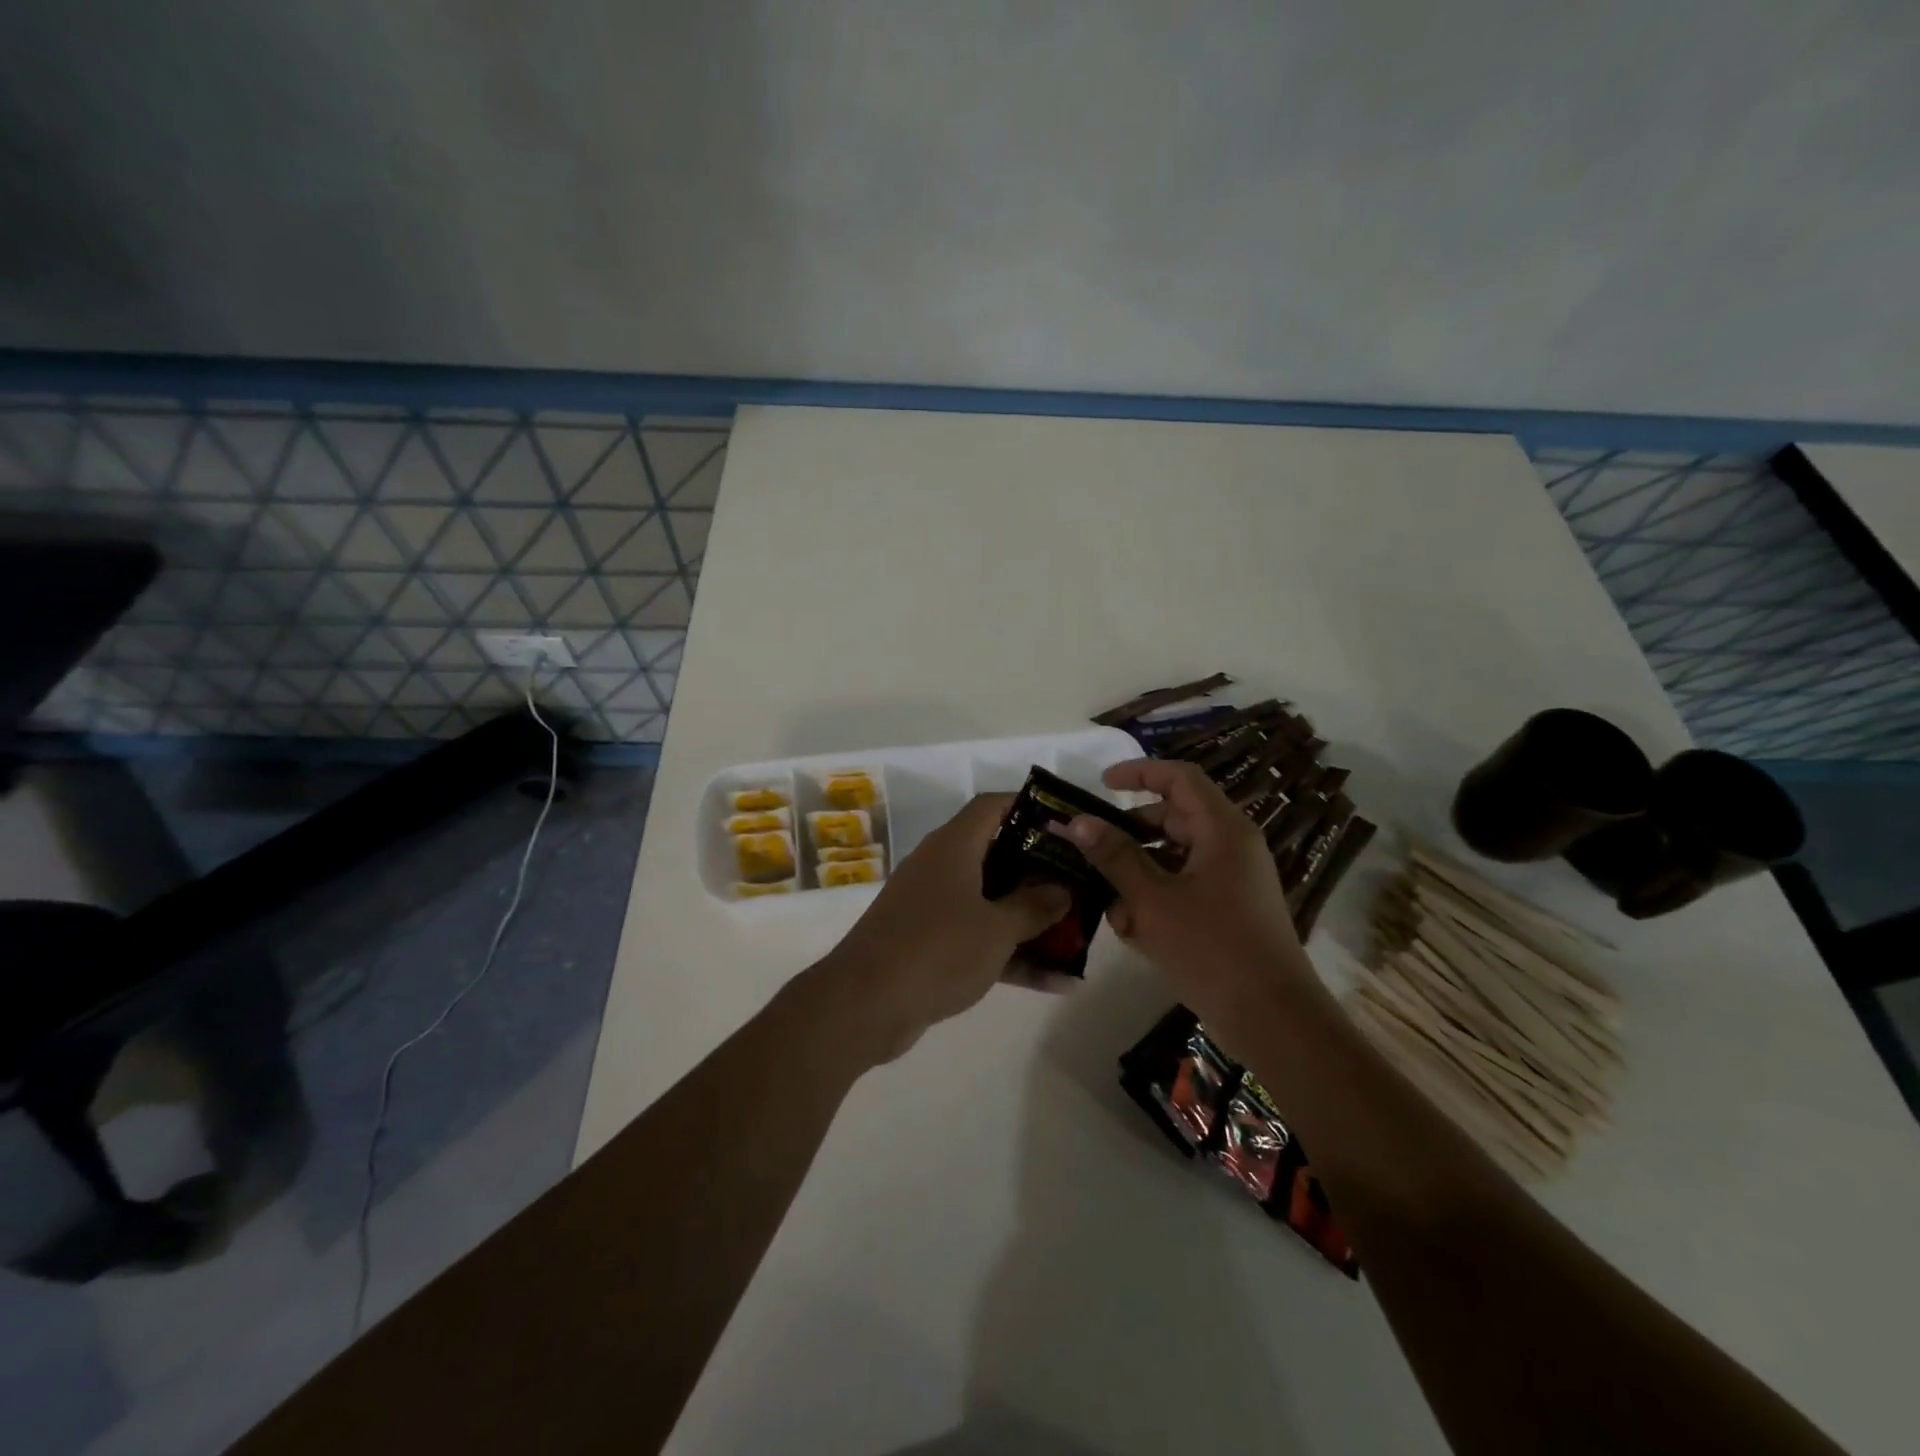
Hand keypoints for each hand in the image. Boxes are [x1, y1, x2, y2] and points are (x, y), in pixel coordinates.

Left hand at [818, 794, 1070, 1064]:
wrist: (864, 1005)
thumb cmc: (936, 950)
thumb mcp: (996, 929)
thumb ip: (1034, 907)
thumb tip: (1061, 889)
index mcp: (953, 847)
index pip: (992, 807)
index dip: (1029, 806)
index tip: (1066, 822)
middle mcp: (940, 868)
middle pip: (997, 856)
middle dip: (1040, 870)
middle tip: (1081, 881)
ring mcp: (933, 907)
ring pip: (991, 902)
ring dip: (1031, 919)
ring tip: (1080, 934)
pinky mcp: (929, 944)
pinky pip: (979, 939)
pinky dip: (1011, 954)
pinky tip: (1057, 982)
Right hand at [1061, 759, 1322, 1023]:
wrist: (1274, 1021)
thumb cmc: (1212, 948)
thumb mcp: (1152, 900)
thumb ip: (1114, 856)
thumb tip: (1077, 821)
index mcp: (1223, 830)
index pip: (1179, 778)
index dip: (1139, 773)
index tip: (1101, 784)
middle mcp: (1232, 847)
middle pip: (1174, 818)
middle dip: (1130, 835)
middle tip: (1091, 850)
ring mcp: (1233, 881)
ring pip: (1174, 859)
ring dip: (1138, 876)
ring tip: (1110, 906)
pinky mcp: (1229, 912)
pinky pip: (1185, 889)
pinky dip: (1157, 900)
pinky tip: (1133, 932)